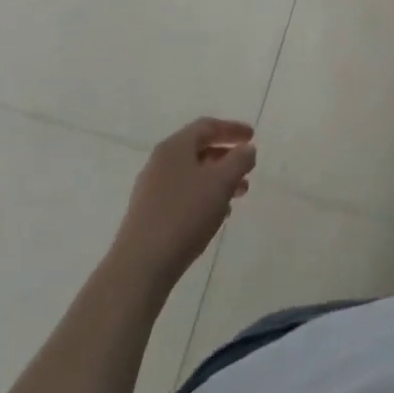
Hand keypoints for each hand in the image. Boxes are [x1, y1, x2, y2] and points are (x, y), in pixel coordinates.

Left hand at [110, 118, 255, 293]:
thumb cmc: (184, 214)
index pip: (207, 126)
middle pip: (198, 150)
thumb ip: (239, 160)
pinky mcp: (148, 214)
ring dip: (217, 180)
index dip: (232, 129)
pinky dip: (203, 197)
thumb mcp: (221, 182)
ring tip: (238, 195)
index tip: (252, 137)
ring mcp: (151, 189)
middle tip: (248, 168)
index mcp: (175, 147)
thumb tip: (247, 149)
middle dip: (226, 157)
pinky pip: (182, 195)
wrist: (140, 266)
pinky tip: (216, 216)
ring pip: (192, 175)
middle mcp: (160, 162)